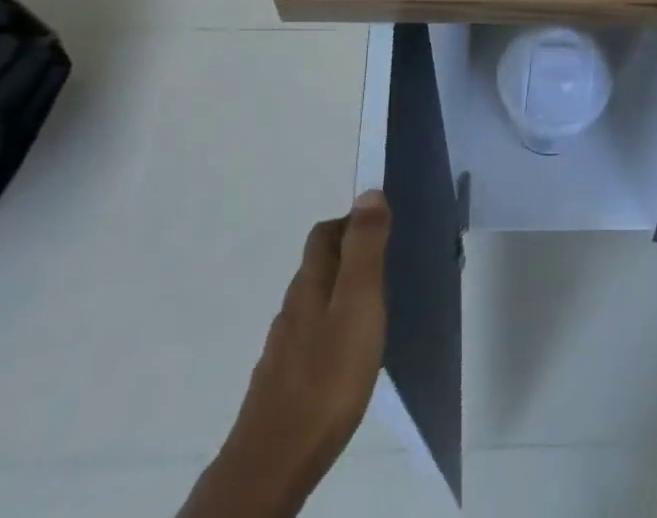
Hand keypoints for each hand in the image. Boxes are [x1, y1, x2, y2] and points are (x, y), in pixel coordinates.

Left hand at [192, 192, 390, 516]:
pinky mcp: (281, 384)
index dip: (350, 222)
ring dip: (339, 294)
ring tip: (371, 310)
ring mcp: (283, 349)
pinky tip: (345, 357)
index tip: (381, 227)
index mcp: (311, 283)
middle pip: (317, 266)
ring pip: (313, 304)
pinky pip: (309, 340)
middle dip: (347, 256)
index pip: (325, 233)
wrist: (272, 464)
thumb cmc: (327, 376)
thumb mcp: (358, 303)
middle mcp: (292, 308)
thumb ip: (364, 249)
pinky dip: (329, 332)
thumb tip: (369, 192)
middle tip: (384, 265)